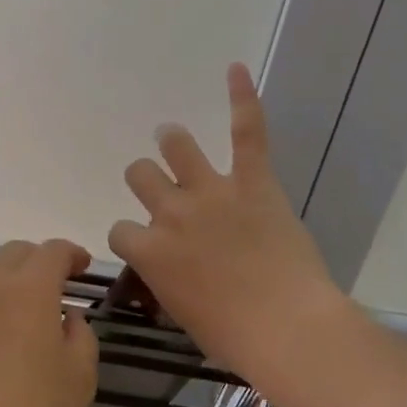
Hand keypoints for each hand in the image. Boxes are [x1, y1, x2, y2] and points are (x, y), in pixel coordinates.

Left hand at [0, 239, 98, 406]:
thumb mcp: (80, 377)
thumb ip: (82, 335)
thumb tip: (68, 316)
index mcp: (31, 286)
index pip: (54, 251)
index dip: (72, 254)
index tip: (82, 267)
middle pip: (17, 252)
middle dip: (39, 262)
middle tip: (53, 288)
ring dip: (6, 277)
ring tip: (16, 307)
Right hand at [109, 63, 346, 389]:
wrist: (286, 328)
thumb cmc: (234, 337)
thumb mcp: (184, 315)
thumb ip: (168, 283)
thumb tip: (172, 272)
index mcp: (151, 252)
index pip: (120, 230)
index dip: (133, 237)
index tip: (150, 248)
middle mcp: (171, 213)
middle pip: (140, 176)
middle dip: (146, 181)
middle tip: (163, 191)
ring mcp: (211, 192)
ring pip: (176, 147)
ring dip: (172, 143)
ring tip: (173, 138)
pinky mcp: (253, 181)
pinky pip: (246, 132)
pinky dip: (242, 99)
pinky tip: (236, 69)